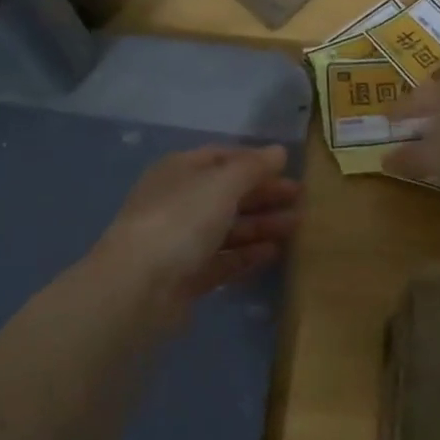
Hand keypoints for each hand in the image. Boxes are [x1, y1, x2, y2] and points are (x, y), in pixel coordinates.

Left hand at [91, 145, 300, 308]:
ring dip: (261, 224)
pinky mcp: (186, 277)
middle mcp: (178, 202)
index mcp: (179, 171)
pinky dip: (247, 255)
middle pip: (226, 193)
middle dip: (263, 194)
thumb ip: (253, 167)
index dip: (254, 160)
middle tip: (301, 199)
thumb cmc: (181, 220)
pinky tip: (274, 253)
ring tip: (296, 226)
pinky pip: (223, 260)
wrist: (138, 287)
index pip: (221, 157)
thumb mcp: (222, 184)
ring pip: (227, 228)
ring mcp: (180, 241)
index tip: (288, 169)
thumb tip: (279, 151)